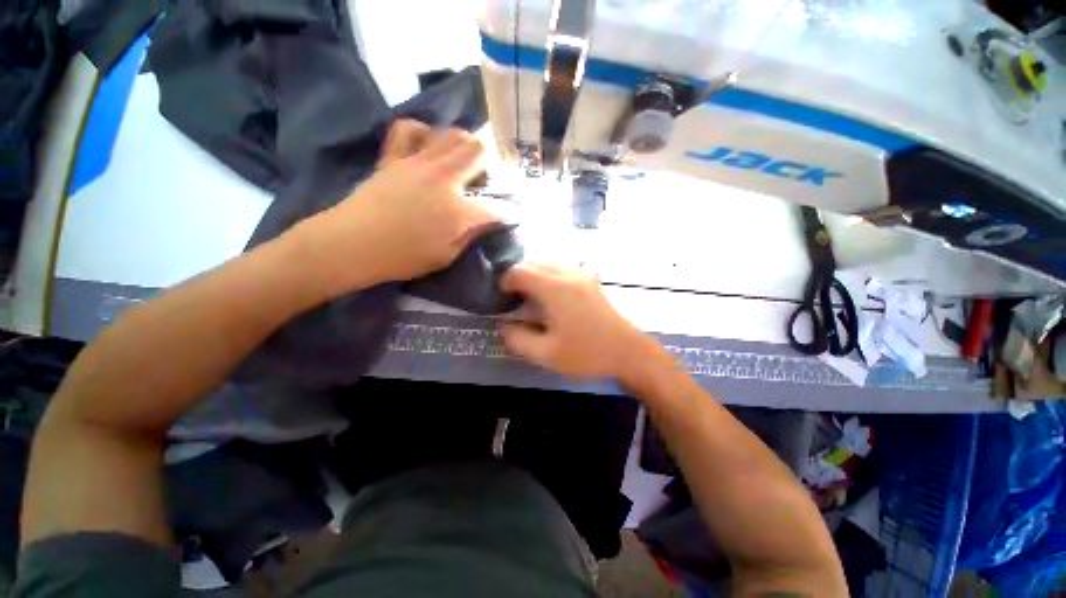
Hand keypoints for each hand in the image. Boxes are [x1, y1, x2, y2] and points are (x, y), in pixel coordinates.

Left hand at [299, 122, 498, 294]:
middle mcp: (444, 178)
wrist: (352, 243)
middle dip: (490, 165)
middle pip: (480, 152)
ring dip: (464, 145)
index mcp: (459, 210)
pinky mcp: (394, 156)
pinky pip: (409, 129)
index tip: (511, 214)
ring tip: (462, 162)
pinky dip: (423, 133)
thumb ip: (470, 235)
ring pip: (452, 134)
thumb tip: (487, 220)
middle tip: (485, 181)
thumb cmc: (403, 257)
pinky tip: (426, 146)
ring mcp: (418, 162)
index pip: (496, 206)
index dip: (508, 211)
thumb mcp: (447, 256)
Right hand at [499, 263, 651, 378]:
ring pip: (549, 260)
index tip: (500, 297)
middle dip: (518, 275)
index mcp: (554, 288)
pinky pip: (564, 265)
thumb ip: (518, 340)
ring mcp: (581, 274)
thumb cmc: (587, 353)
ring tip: (529, 292)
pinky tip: (552, 289)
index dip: (504, 281)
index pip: (519, 271)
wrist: (627, 351)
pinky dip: (551, 271)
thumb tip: (503, 326)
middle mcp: (567, 273)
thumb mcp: (547, 354)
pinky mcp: (590, 279)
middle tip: (512, 297)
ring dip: (534, 271)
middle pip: (533, 261)